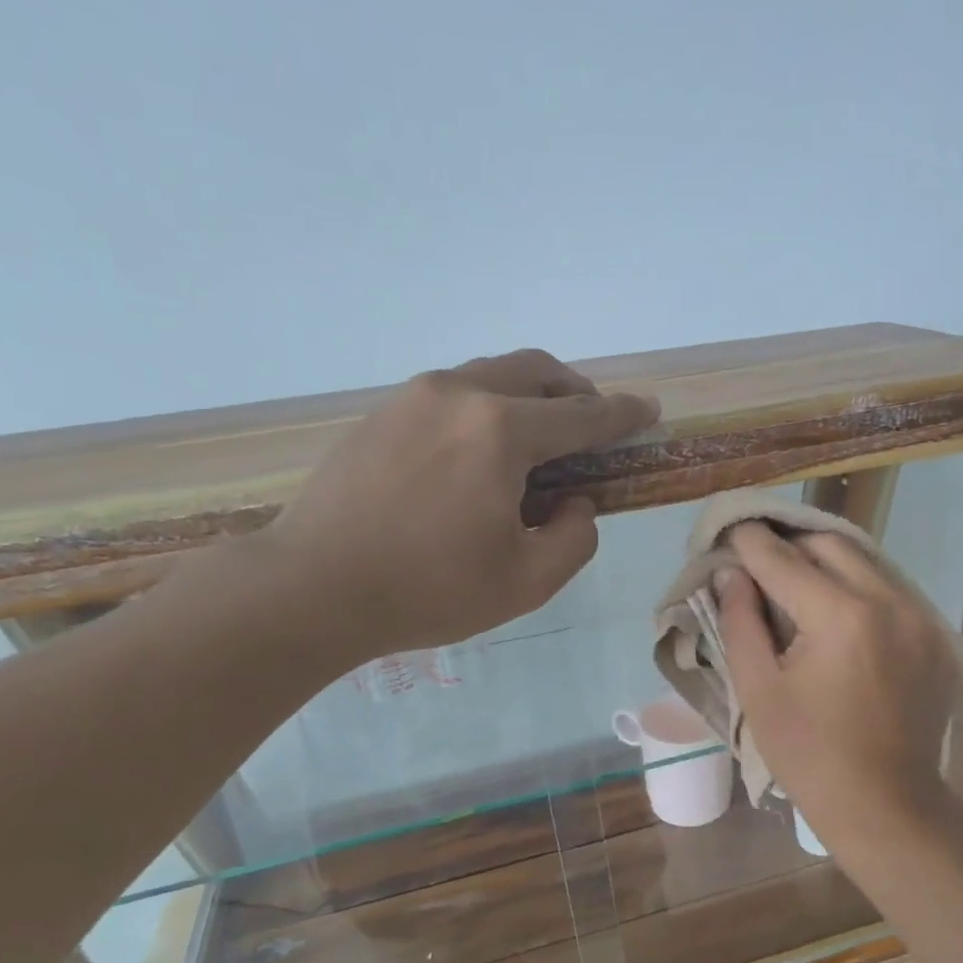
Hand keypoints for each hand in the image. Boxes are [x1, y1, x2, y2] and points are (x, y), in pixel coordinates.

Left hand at [252, 349, 657, 666]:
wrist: (312, 587)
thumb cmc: (429, 590)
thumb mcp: (527, 582)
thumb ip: (574, 537)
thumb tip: (575, 503)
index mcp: (501, 432)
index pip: (582, 415)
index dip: (623, 415)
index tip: (649, 412)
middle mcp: (460, 394)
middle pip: (536, 371)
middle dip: (576, 392)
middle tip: (593, 424)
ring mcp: (413, 397)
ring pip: (491, 375)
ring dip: (529, 397)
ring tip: (538, 441)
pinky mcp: (381, 413)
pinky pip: (453, 393)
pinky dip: (487, 408)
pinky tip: (480, 453)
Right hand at [715, 523, 960, 842]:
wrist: (885, 803)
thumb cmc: (809, 754)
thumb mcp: (759, 690)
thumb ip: (740, 622)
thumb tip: (730, 574)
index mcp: (841, 616)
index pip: (784, 560)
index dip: (750, 542)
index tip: (730, 528)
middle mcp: (889, 601)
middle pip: (832, 545)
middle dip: (791, 544)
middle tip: (760, 558)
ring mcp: (921, 617)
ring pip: (867, 562)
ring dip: (827, 561)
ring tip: (794, 578)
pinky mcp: (937, 637)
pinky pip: (892, 590)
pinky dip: (858, 587)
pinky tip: (836, 609)